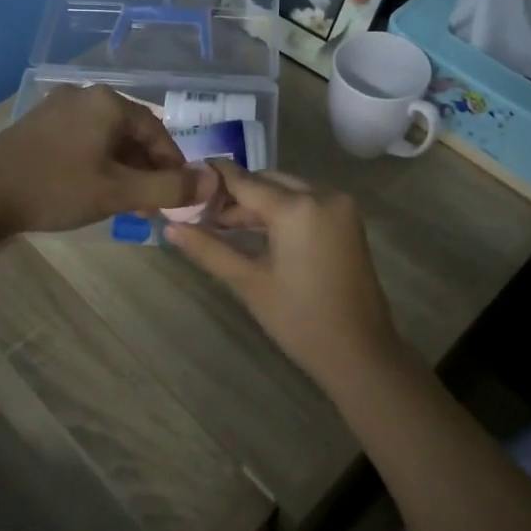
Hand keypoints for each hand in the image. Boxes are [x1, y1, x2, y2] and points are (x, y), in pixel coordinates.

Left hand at [0, 85, 200, 235]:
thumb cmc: (56, 188)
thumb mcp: (118, 192)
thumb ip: (169, 188)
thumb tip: (213, 181)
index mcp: (108, 102)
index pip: (157, 131)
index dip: (173, 165)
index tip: (177, 196)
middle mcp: (84, 95)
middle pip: (131, 133)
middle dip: (146, 169)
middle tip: (151, 204)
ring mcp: (57, 108)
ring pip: (106, 138)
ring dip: (123, 169)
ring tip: (125, 202)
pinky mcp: (38, 125)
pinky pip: (82, 140)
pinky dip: (97, 163)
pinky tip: (93, 189)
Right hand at [165, 162, 403, 390]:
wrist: (360, 353)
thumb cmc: (300, 320)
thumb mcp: (249, 282)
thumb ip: (208, 249)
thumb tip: (170, 228)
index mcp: (298, 208)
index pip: (245, 181)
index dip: (215, 177)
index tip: (186, 176)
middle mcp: (323, 195)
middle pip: (267, 182)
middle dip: (235, 194)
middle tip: (200, 213)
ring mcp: (340, 207)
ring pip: (287, 191)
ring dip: (257, 204)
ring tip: (221, 226)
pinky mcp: (347, 221)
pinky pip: (306, 203)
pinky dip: (281, 212)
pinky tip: (256, 231)